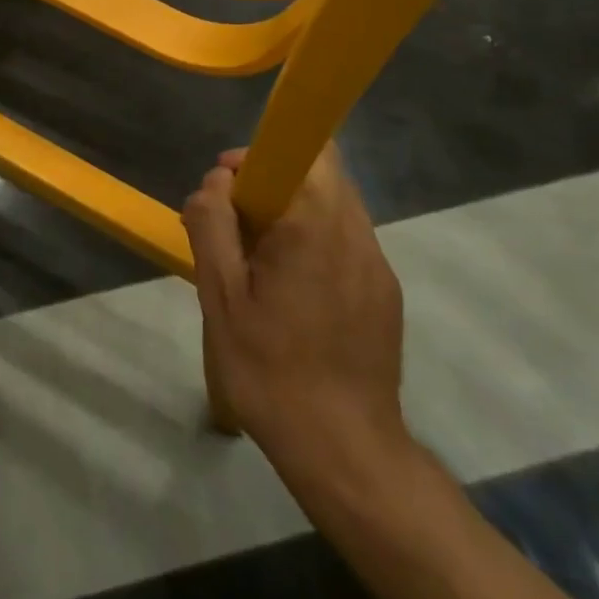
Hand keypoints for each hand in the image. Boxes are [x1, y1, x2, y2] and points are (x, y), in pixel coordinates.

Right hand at [183, 143, 411, 476]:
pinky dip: (314, 240)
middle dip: (272, 181)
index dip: (260, 154)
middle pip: (320, 171)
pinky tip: (290, 291)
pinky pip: (345, 239)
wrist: (346, 450)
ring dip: (293, 212)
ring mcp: (376, 262)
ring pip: (333, 204)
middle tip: (234, 225)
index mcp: (313, 224)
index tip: (228, 185)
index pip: (304, 148)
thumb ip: (212, 224)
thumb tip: (217, 182)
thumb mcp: (220, 296)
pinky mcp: (385, 290)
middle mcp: (355, 231)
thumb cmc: (270, 369)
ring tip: (257, 262)